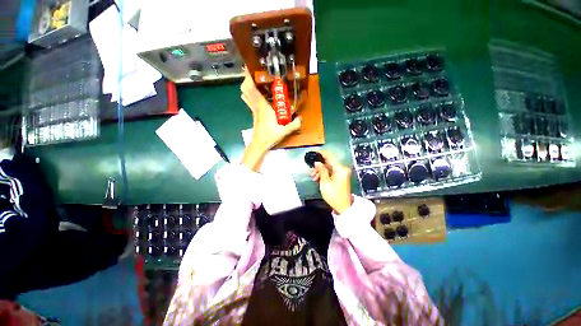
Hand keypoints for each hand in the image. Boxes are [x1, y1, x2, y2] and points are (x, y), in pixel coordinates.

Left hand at [240, 69, 301, 150]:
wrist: (259, 144)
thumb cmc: (269, 136)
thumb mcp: (284, 131)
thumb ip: (294, 124)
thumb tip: (301, 118)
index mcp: (262, 107)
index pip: (251, 90)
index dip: (248, 78)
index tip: (249, 67)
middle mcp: (256, 106)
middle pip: (246, 89)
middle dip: (247, 79)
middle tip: (254, 71)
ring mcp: (253, 110)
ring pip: (246, 95)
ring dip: (248, 86)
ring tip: (255, 79)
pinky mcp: (254, 114)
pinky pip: (249, 100)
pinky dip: (250, 94)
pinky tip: (257, 93)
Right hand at [309, 151, 352, 213]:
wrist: (343, 207)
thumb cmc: (333, 195)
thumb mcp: (325, 182)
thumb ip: (321, 170)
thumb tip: (317, 162)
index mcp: (339, 169)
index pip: (329, 156)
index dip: (321, 153)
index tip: (313, 152)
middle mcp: (342, 169)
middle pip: (328, 162)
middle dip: (318, 166)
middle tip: (310, 171)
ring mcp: (342, 173)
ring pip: (328, 167)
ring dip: (320, 170)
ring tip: (313, 177)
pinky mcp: (340, 177)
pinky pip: (331, 172)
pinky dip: (324, 174)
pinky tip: (317, 178)